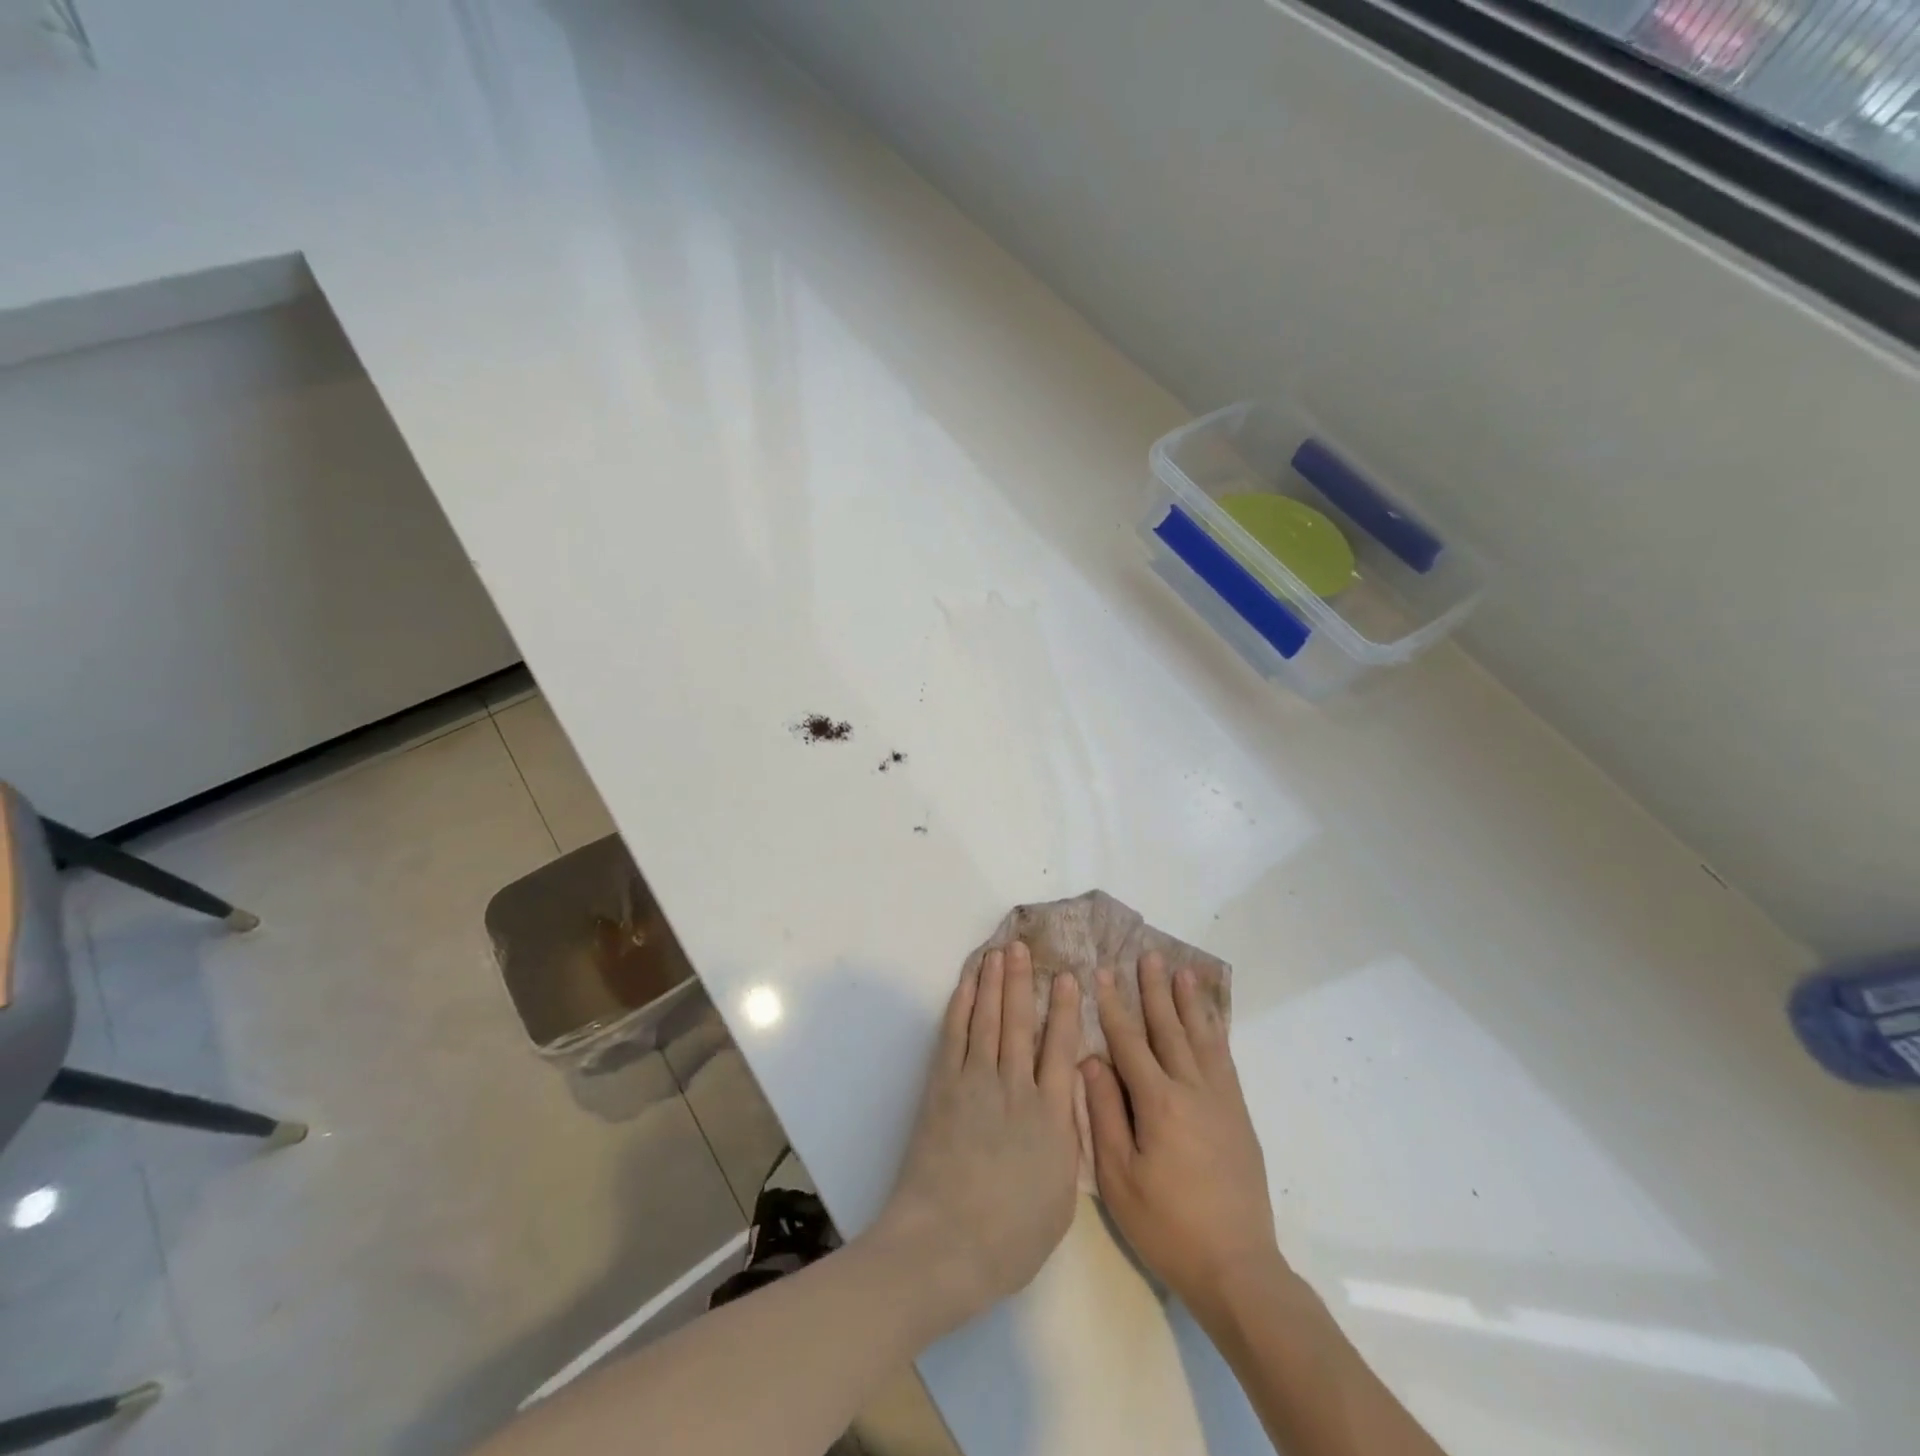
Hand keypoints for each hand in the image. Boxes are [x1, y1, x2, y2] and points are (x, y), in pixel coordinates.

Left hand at [872, 942, 1082, 1330]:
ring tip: (998, 951)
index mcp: (1051, 1116)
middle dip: (1022, 980)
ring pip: (988, 1018)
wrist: (945, 1243)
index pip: (1061, 1047)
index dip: (1064, 1008)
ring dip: (993, 981)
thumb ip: (1066, 1141)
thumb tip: (1067, 1101)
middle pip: (1020, 1021)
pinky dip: (962, 1004)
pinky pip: (955, 1033)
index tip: (1067, 977)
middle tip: (1022, 946)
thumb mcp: (1060, 1196)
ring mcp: (975, 1081)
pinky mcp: (943, 1085)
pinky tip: (968, 983)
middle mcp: (1015, 1087)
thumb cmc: (1010, 1236)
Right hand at [1082, 953, 1280, 1318]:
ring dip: (1189, 1002)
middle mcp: (1192, 1089)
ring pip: (1202, 1037)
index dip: (1113, 1006)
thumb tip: (1090, 1061)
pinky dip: (1215, 1031)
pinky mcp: (1239, 1115)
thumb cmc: (1167, 1225)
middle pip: (1169, 1028)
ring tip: (1182, 971)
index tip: (1101, 973)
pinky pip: (1225, 1059)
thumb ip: (1104, 1113)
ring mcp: (1221, 1100)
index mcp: (1158, 1102)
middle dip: (1154, 990)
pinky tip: (1210, 1020)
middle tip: (1148, 955)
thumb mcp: (1119, 1177)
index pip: (1130, 1041)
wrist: (1237, 1267)